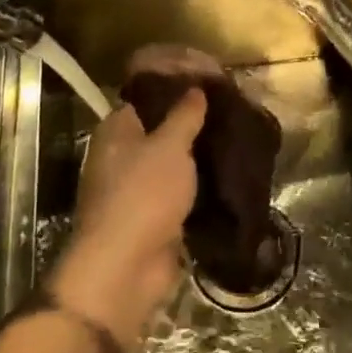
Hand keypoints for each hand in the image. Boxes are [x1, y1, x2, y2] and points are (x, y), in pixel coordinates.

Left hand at [50, 90, 204, 349]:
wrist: (126, 269)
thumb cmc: (143, 195)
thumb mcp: (169, 146)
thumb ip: (184, 116)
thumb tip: (195, 89)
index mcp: (116, 132)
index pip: (146, 99)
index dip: (175, 89)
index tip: (209, 83)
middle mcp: (121, 157)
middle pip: (161, 131)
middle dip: (193, 124)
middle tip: (230, 111)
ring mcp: (136, 190)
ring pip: (173, 164)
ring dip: (198, 158)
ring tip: (235, 139)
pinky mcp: (153, 219)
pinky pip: (180, 194)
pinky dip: (199, 187)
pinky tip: (228, 174)